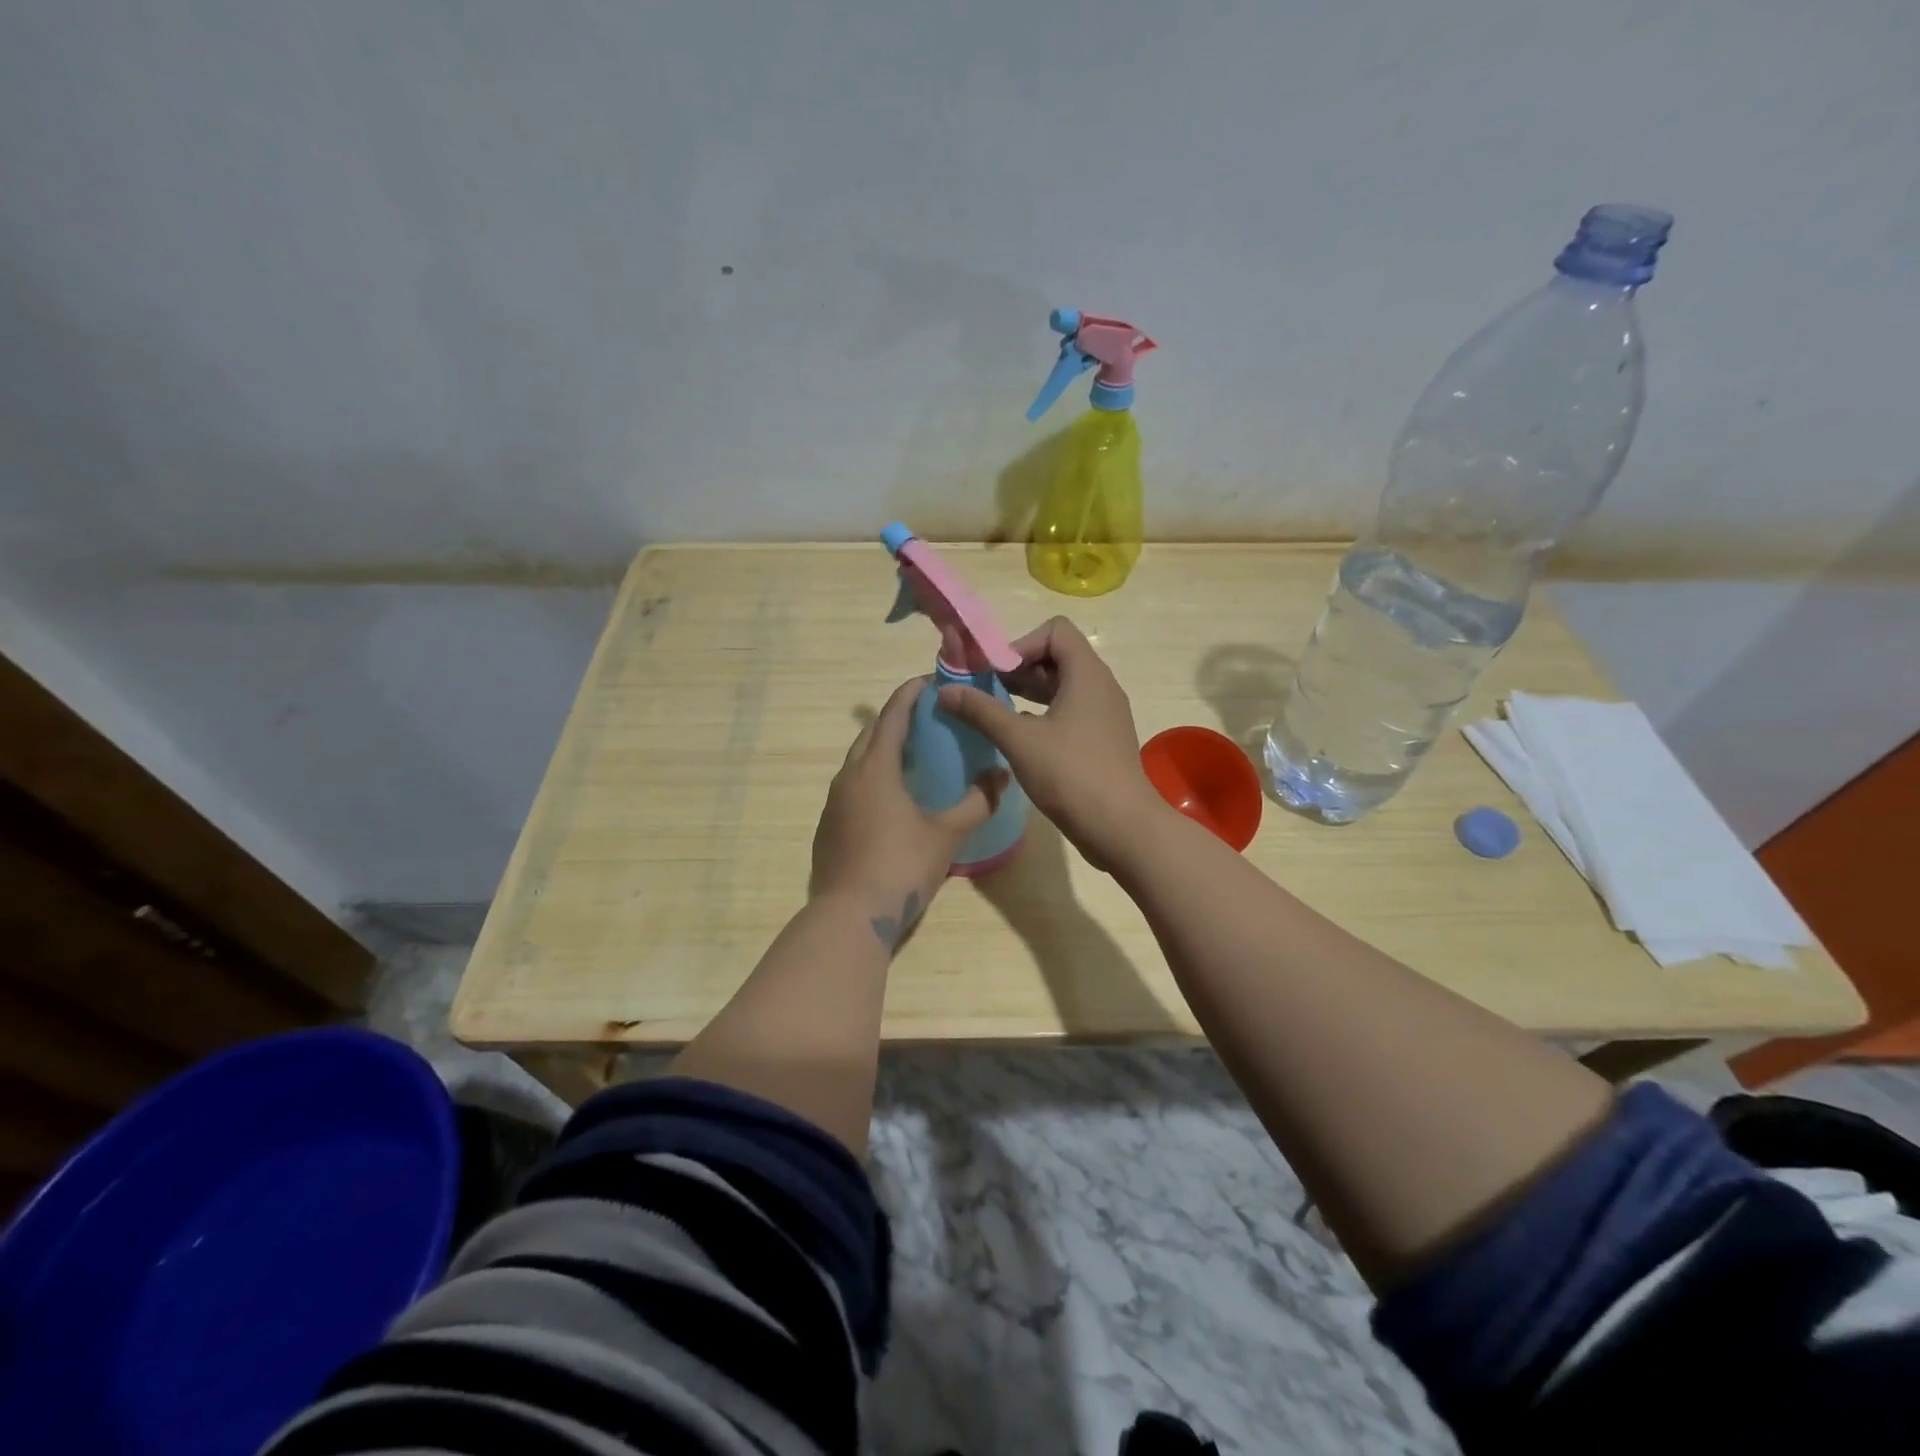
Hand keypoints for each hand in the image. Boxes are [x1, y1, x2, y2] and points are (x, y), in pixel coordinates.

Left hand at [811, 676, 1006, 947]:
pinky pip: (852, 788)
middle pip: (871, 735)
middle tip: (928, 719)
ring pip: (858, 762)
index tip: (930, 681)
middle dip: (896, 720)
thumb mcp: (946, 834)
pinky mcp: (828, 827)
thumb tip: (1002, 775)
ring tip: (913, 755)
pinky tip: (892, 798)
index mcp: (874, 769)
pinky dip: (873, 779)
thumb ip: (977, 802)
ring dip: (883, 750)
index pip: (893, 716)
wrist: (850, 916)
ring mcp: (833, 803)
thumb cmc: (900, 866)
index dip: (911, 695)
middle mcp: (848, 777)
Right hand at [936, 617, 1166, 868]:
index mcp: (1087, 674)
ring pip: (1063, 686)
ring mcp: (1104, 713)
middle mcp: (1100, 686)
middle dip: (1019, 669)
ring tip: (998, 713)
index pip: (1055, 630)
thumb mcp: (1020, 741)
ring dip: (1029, 693)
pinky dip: (1044, 714)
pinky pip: (1071, 710)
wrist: (1122, 826)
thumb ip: (982, 711)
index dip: (1021, 644)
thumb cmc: (1072, 775)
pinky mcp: (1103, 738)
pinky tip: (1021, 739)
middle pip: (1058, 656)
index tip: (997, 674)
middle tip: (988, 692)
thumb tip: (945, 690)